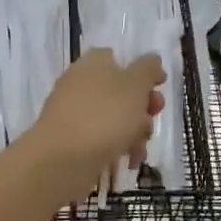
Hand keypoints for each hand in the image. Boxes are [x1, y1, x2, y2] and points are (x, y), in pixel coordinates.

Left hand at [24, 49, 164, 195]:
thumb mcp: (135, 87)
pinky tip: (127, 161)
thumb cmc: (104, 116)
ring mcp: (75, 111)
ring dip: (134, 133)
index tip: (159, 89)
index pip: (122, 59)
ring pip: (115, 118)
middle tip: (150, 121)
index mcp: (95, 62)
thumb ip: (148, 70)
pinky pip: (102, 138)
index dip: (144, 74)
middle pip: (122, 91)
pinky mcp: (72, 138)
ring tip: (138, 149)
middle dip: (143, 109)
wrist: (61, 159)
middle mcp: (82, 82)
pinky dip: (117, 147)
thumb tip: (152, 60)